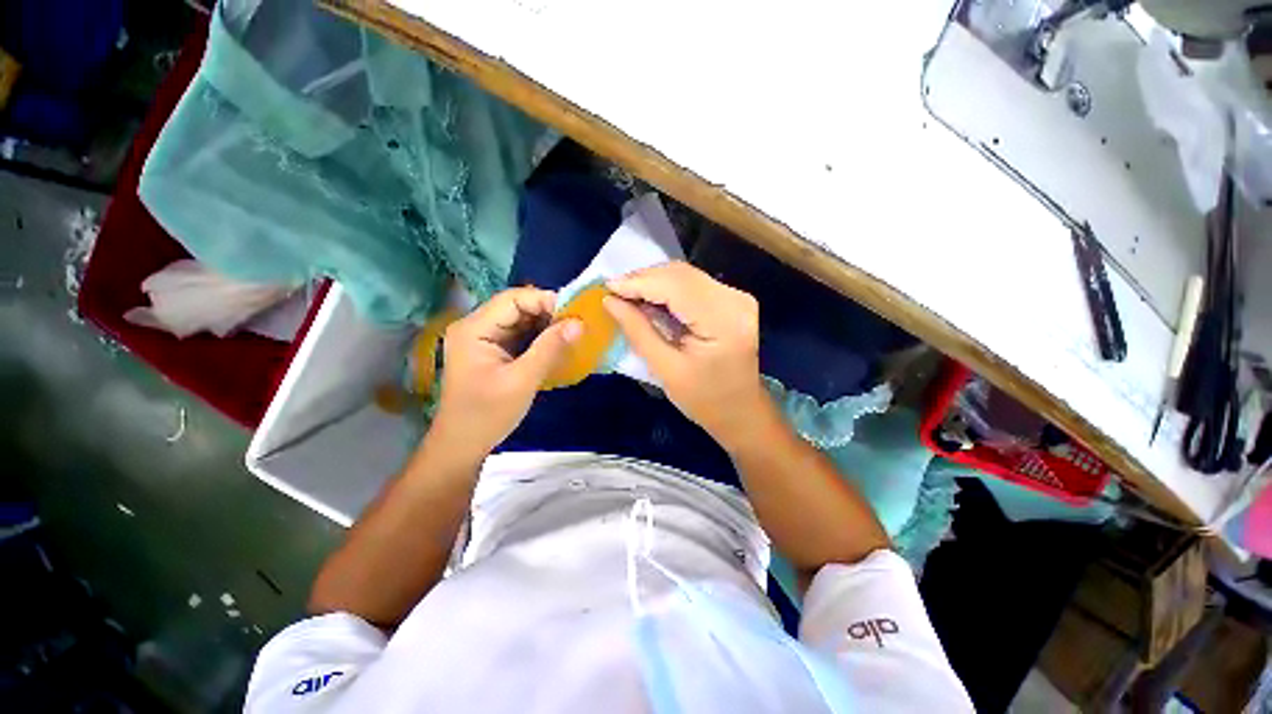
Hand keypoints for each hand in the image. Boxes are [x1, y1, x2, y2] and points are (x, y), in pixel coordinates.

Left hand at [432, 288, 580, 455]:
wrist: (463, 446)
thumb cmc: (487, 414)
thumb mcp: (522, 380)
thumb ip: (550, 348)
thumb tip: (578, 323)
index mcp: (474, 328)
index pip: (513, 299)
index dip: (545, 300)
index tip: (575, 314)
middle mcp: (476, 326)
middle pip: (517, 307)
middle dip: (548, 313)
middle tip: (577, 325)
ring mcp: (483, 339)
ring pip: (521, 320)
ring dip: (546, 325)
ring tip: (572, 334)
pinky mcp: (492, 351)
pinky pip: (520, 335)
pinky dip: (540, 338)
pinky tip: (557, 345)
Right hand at [603, 261, 771, 447]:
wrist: (740, 411)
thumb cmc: (704, 400)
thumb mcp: (666, 370)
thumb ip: (638, 331)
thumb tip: (610, 301)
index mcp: (724, 321)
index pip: (676, 286)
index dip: (639, 282)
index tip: (607, 286)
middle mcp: (735, 300)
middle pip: (681, 274)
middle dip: (643, 278)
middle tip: (614, 290)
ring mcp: (737, 297)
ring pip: (685, 274)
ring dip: (653, 281)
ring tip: (626, 294)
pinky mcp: (732, 299)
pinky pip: (693, 283)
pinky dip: (667, 287)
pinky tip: (649, 297)